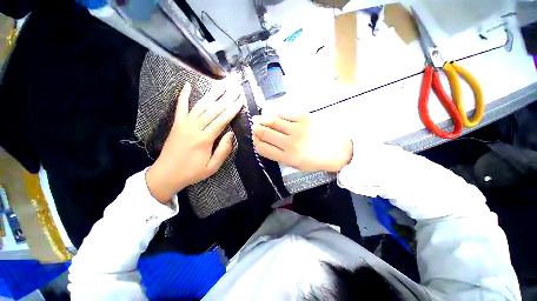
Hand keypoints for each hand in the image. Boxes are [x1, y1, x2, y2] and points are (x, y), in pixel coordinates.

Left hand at [146, 81, 243, 202]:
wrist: (166, 174)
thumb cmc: (192, 172)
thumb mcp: (212, 167)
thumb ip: (223, 150)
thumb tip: (231, 134)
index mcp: (205, 139)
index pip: (222, 120)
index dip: (232, 109)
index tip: (240, 100)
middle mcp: (195, 128)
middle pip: (213, 110)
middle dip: (226, 99)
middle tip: (235, 89)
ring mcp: (184, 124)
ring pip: (200, 106)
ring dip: (211, 95)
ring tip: (221, 85)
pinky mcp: (176, 124)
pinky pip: (180, 107)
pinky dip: (183, 96)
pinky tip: (187, 85)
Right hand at [251, 111, 352, 172]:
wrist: (338, 150)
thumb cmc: (316, 160)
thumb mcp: (296, 165)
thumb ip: (279, 155)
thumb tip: (265, 143)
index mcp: (288, 158)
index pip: (263, 148)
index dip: (255, 142)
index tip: (254, 138)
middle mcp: (290, 144)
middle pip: (265, 133)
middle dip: (256, 129)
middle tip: (254, 126)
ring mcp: (298, 129)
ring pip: (272, 121)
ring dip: (262, 119)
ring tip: (258, 118)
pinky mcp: (305, 117)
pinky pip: (284, 113)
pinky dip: (277, 114)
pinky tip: (276, 115)